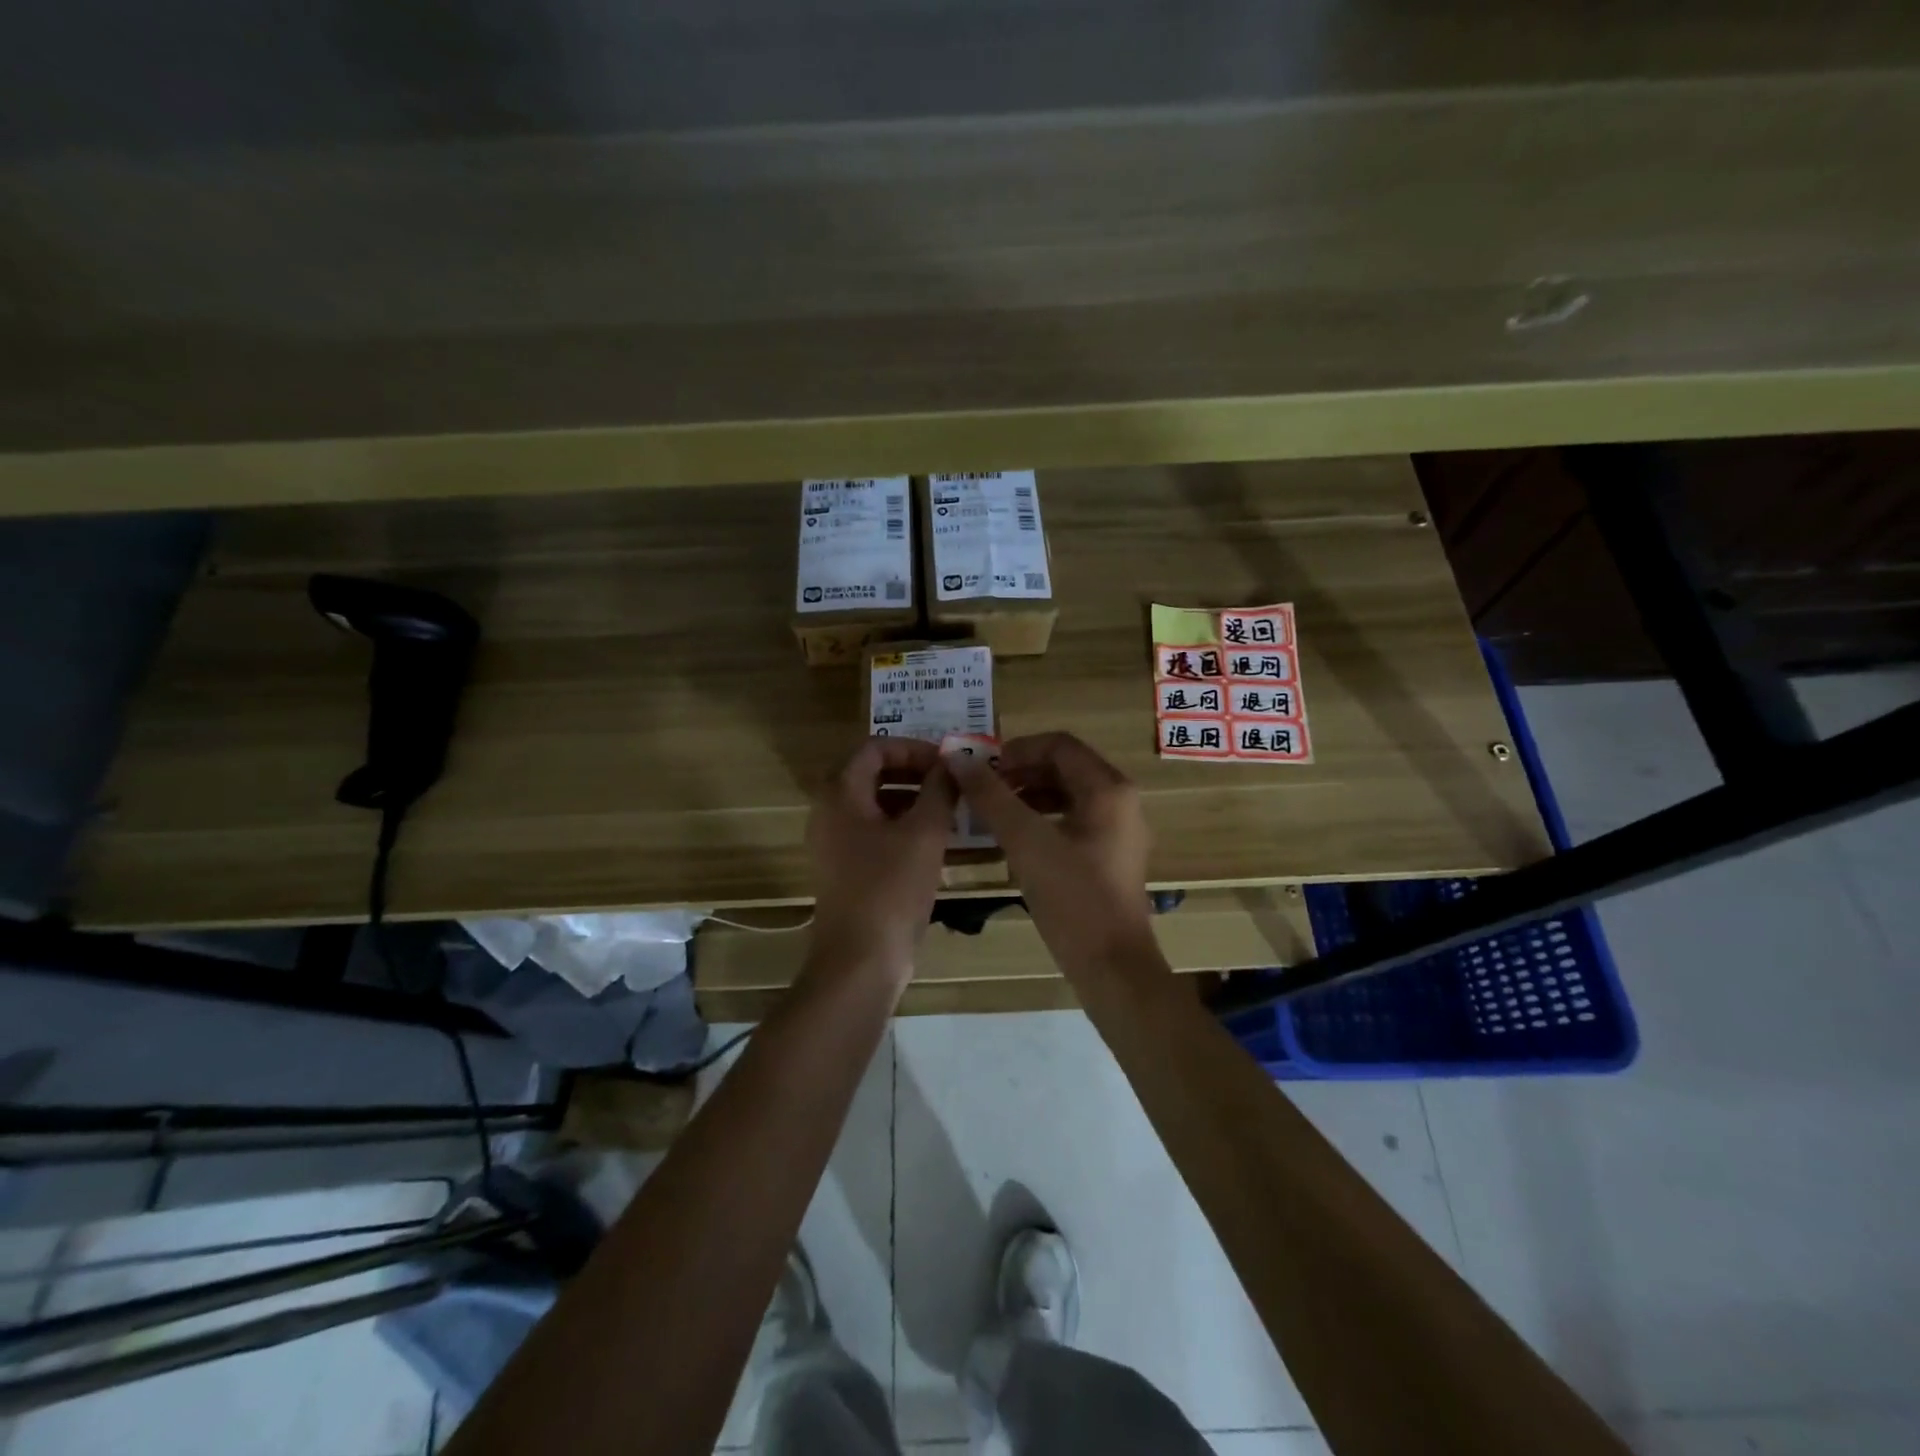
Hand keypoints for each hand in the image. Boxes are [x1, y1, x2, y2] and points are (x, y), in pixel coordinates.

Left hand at [806, 737, 955, 978]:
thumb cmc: (890, 889)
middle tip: (950, 781)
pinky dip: (902, 826)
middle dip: (913, 772)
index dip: (912, 748)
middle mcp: (829, 813)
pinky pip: (874, 832)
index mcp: (840, 795)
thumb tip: (951, 763)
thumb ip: (939, 790)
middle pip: (871, 774)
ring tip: (950, 808)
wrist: (860, 960)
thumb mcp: (925, 834)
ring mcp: (834, 843)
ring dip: (911, 799)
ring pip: (874, 805)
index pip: (874, 748)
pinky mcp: (845, 869)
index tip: (946, 762)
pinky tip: (936, 840)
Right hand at [944, 732, 1159, 975]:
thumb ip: (991, 797)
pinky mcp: (1111, 856)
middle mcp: (1120, 801)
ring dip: (1028, 795)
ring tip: (992, 812)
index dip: (1017, 749)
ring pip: (1068, 794)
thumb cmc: (1073, 898)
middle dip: (1020, 771)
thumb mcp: (1026, 842)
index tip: (982, 769)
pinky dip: (1041, 819)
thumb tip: (958, 758)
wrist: (1112, 968)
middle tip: (982, 789)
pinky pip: (1073, 820)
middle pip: (1065, 766)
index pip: (1059, 744)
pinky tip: (1014, 839)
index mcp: (1108, 789)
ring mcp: (1119, 830)